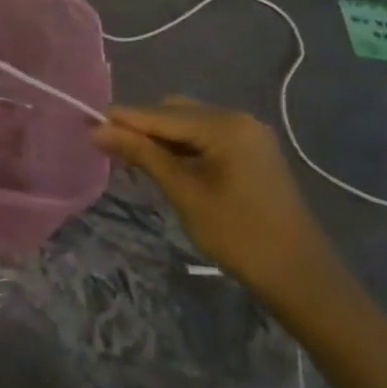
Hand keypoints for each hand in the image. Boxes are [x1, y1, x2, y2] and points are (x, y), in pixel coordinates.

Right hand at [93, 96, 339, 300]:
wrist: (300, 276)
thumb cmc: (238, 234)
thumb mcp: (184, 192)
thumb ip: (142, 155)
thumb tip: (98, 130)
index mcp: (224, 124)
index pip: (160, 114)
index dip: (122, 119)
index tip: (86, 125)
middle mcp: (237, 118)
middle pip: (175, 112)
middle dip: (142, 126)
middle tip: (110, 149)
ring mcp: (249, 135)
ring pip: (190, 124)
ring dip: (161, 137)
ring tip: (132, 160)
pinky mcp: (252, 152)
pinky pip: (207, 137)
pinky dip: (183, 147)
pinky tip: (165, 166)